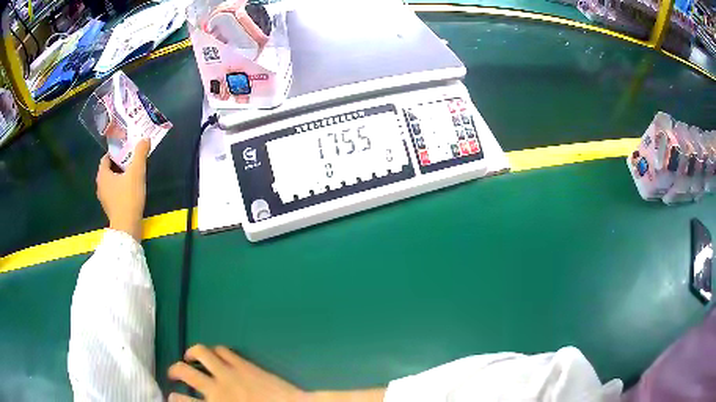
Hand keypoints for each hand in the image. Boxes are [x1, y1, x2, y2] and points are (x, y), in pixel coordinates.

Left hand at [96, 140, 149, 240]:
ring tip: (133, 173)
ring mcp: (104, 199)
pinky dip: (120, 188)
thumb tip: (145, 139)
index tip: (127, 149)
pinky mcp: (110, 208)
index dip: (116, 151)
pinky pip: (114, 192)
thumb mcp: (136, 172)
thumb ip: (140, 154)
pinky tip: (130, 189)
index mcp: (102, 175)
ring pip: (111, 181)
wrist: (127, 228)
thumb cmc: (128, 198)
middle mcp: (100, 185)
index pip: (107, 157)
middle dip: (119, 163)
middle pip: (109, 169)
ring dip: (120, 176)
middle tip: (132, 159)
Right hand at [168, 344, 305, 401]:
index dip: (172, 397)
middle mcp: (216, 387)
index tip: (171, 396)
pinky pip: (222, 350)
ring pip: (201, 353)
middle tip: (173, 373)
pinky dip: (214, 350)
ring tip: (189, 357)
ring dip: (191, 353)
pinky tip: (214, 355)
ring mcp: (229, 372)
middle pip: (184, 371)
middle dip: (174, 370)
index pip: (181, 400)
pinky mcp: (243, 363)